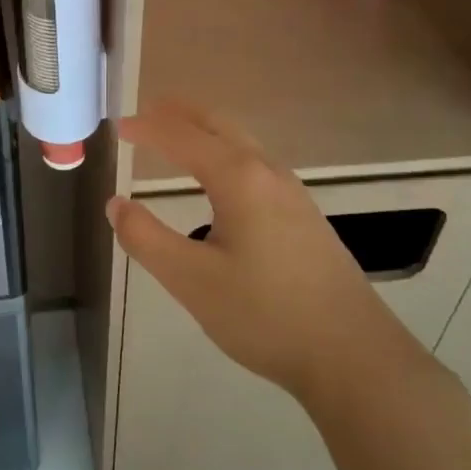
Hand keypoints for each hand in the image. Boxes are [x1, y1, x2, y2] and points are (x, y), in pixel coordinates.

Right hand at [106, 101, 406, 405]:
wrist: (355, 357)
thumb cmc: (266, 314)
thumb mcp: (191, 280)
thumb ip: (145, 238)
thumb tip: (116, 204)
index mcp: (238, 179)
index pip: (183, 137)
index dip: (148, 128)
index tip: (119, 127)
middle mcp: (268, 173)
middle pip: (219, 125)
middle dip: (181, 114)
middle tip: (147, 112)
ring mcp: (293, 194)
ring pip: (242, 143)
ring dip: (205, 132)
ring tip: (177, 138)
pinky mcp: (305, 218)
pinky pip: (256, 164)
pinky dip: (225, 152)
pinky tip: (220, 182)